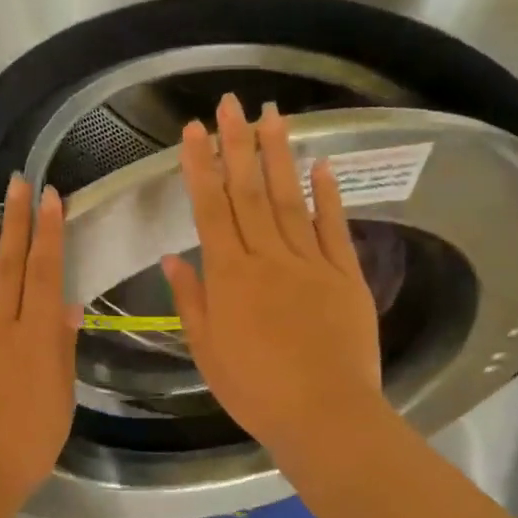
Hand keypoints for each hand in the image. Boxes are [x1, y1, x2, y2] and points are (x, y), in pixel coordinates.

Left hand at [0, 176, 79, 507]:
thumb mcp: (60, 399)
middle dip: (16, 221)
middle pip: (10, 265)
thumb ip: (61, 349)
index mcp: (36, 338)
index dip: (49, 233)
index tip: (50, 198)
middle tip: (17, 183)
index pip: (46, 273)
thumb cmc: (27, 445)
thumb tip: (67, 306)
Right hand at [162, 95, 388, 463]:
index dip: (200, 167)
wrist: (324, 415)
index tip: (193, 131)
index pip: (211, 209)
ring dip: (278, 155)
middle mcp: (268, 258)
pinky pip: (334, 227)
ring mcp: (311, 263)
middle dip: (237, 144)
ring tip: (272, 114)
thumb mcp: (207, 350)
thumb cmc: (255, 390)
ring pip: (289, 199)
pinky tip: (320, 163)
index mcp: (230, 276)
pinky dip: (327, 194)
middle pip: (248, 192)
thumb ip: (191, 299)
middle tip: (231, 103)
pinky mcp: (346, 275)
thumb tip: (172, 257)